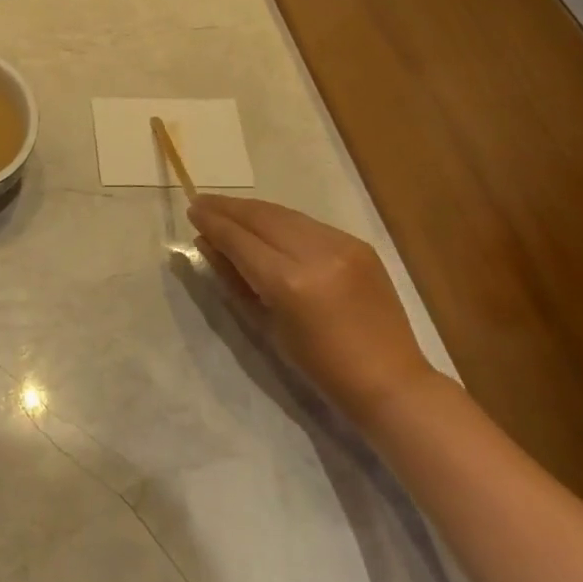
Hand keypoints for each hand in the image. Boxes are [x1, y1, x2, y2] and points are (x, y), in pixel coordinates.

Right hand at [188, 195, 436, 428]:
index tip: (192, 210)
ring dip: (253, 210)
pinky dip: (282, 221)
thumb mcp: (266, 324)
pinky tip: (266, 223)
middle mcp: (315, 254)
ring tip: (228, 208)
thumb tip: (207, 243)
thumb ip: (234, 278)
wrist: (390, 380)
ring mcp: (341, 244)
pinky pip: (308, 224)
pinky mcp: (358, 244)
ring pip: (284, 213)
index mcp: (289, 282)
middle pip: (261, 217)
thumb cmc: (319, 366)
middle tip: (202, 202)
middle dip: (228, 207)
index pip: (239, 239)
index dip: (213, 222)